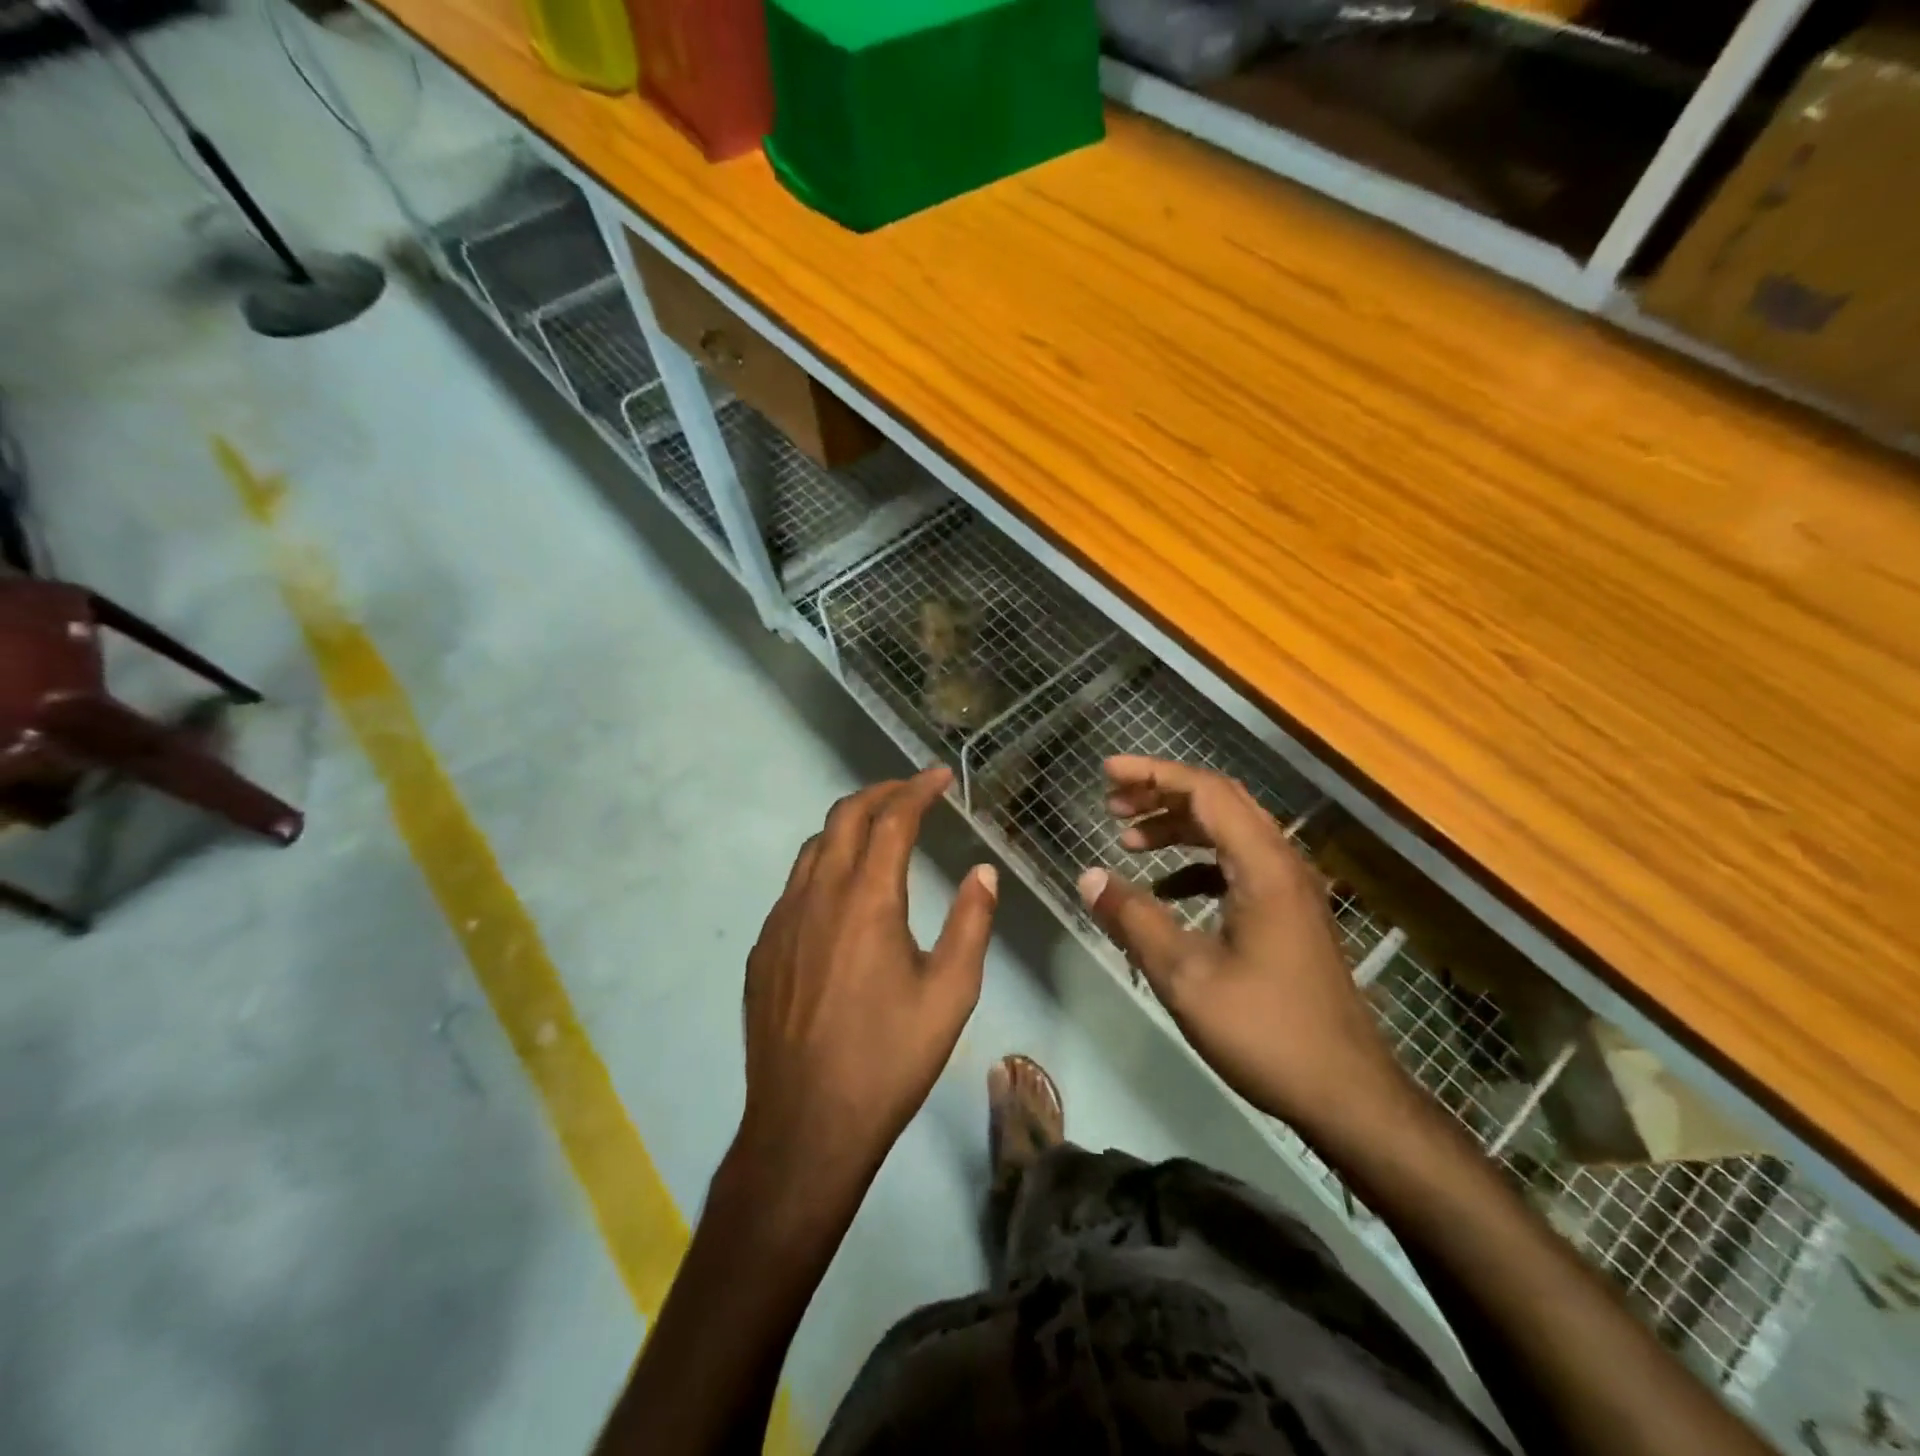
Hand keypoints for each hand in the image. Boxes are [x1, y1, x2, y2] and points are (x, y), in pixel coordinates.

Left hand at [736, 766, 998, 1195]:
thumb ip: (970, 923)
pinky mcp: (763, 950)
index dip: (917, 790)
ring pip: (813, 848)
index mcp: (867, 900)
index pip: (892, 820)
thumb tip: (982, 872)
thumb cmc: (889, 1059)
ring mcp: (782, 922)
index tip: (940, 777)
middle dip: (880, 793)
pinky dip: (824, 866)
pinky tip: (841, 896)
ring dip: (847, 826)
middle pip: (844, 817)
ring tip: (878, 832)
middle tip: (911, 792)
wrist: (806, 1126)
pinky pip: (794, 886)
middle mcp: (817, 896)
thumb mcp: (950, 993)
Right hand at [1079, 756, 1408, 1136]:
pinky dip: (1196, 863)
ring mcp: (1290, 890)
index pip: (1206, 792)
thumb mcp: (1185, 976)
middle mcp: (1282, 865)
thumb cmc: (1266, 1031)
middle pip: (1220, 803)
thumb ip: (1134, 919)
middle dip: (1162, 794)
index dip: (1153, 775)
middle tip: (1112, 802)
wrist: (1347, 1094)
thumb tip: (1089, 878)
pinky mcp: (1289, 915)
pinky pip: (1237, 866)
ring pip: (1229, 833)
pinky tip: (1166, 888)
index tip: (1106, 773)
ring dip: (1178, 827)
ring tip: (1129, 839)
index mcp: (1263, 866)